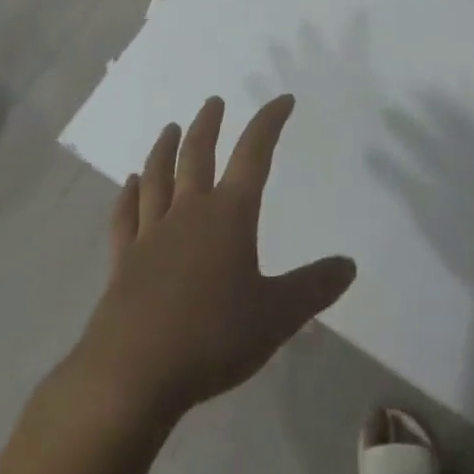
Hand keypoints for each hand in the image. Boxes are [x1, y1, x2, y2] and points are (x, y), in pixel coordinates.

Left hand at [70, 95, 356, 423]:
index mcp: (229, 216)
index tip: (281, 100)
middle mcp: (188, 212)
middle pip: (197, 155)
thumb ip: (313, 288)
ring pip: (158, 177)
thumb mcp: (277, 316)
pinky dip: (129, 195)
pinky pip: (126, 216)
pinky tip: (130, 183)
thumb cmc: (212, 338)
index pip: (254, 154)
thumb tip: (349, 264)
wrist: (133, 372)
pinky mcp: (124, 260)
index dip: (269, 123)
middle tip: (213, 102)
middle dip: (208, 125)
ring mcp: (151, 234)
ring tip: (171, 128)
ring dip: (165, 149)